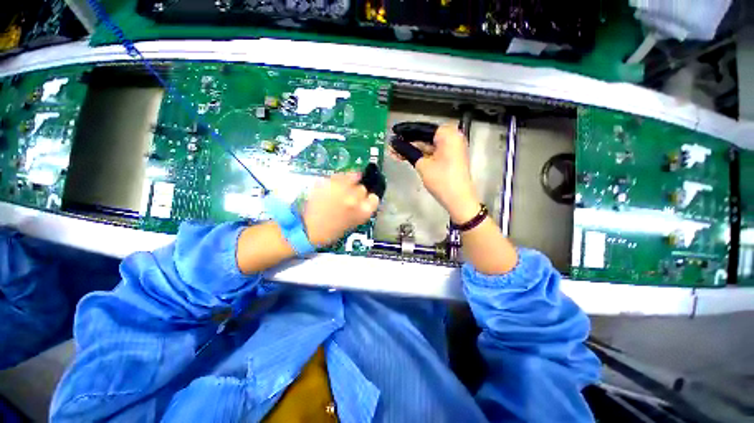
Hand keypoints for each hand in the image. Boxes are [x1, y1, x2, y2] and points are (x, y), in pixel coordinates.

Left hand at [302, 172, 379, 246]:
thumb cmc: (331, 231)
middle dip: (358, 192)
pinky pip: (339, 176)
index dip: (370, 199)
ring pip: (352, 177)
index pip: (374, 199)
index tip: (366, 200)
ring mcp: (341, 189)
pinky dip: (339, 178)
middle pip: (362, 188)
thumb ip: (361, 210)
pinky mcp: (329, 182)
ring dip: (349, 182)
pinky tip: (335, 185)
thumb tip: (365, 200)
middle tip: (349, 197)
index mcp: (362, 212)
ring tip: (342, 189)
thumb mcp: (352, 223)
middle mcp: (354, 199)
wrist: (308, 229)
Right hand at [390, 123, 479, 223]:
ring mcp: (453, 147)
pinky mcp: (451, 157)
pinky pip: (433, 152)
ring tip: (395, 152)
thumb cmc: (441, 180)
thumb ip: (408, 152)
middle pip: (426, 137)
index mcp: (447, 134)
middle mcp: (452, 136)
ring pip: (428, 145)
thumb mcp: (422, 165)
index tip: (393, 132)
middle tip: (392, 146)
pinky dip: (422, 155)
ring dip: (413, 149)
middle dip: (408, 142)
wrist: (459, 199)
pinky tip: (407, 156)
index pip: (422, 128)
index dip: (405, 131)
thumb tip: (394, 143)